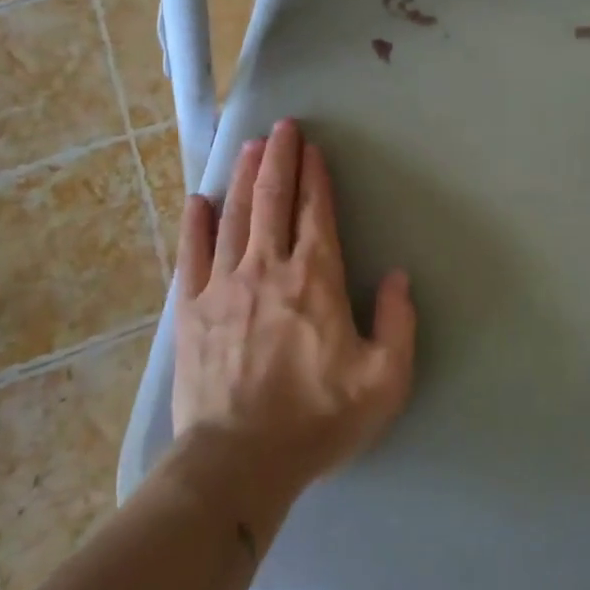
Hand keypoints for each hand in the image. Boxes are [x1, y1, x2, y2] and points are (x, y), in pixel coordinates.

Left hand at [170, 120, 416, 504]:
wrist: (238, 462)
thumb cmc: (317, 419)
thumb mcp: (384, 380)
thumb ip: (399, 322)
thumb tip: (399, 277)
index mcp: (315, 279)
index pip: (316, 212)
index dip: (316, 176)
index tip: (313, 148)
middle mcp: (268, 268)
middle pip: (273, 199)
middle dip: (280, 158)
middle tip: (282, 127)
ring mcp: (223, 286)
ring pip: (236, 216)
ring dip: (246, 177)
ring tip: (251, 146)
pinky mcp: (190, 310)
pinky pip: (192, 254)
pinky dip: (197, 224)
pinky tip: (200, 201)